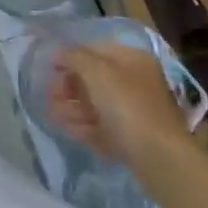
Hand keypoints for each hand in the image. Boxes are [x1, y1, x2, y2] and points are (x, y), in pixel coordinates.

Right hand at [48, 42, 190, 170]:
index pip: (96, 50)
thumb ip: (74, 57)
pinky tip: (68, 130)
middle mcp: (136, 82)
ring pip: (97, 105)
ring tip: (52, 114)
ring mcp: (135, 112)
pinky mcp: (132, 138)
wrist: (159, 157)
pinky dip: (85, 126)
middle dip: (69, 86)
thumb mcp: (97, 72)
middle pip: (95, 79)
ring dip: (72, 108)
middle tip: (49, 95)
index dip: (71, 56)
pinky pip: (103, 127)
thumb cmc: (127, 105)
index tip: (50, 69)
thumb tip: (58, 53)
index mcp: (133, 59)